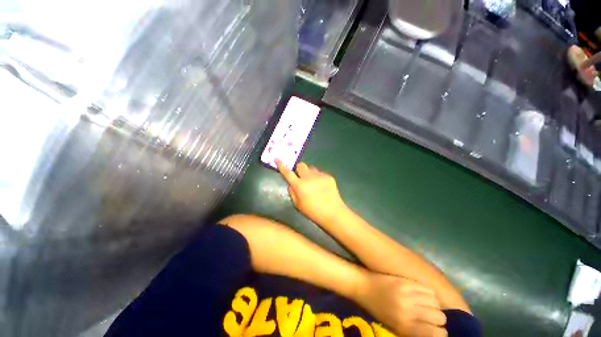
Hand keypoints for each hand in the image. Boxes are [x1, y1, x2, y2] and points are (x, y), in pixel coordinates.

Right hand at [276, 159, 346, 223]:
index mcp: (299, 186)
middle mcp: (309, 177)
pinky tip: (322, 187)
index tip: (277, 159)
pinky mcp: (329, 177)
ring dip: (309, 173)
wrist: (333, 213)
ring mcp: (320, 176)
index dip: (281, 165)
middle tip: (300, 177)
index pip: (287, 173)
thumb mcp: (297, 205)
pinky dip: (318, 178)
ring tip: (313, 183)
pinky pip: (320, 173)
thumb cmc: (313, 212)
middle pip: (301, 165)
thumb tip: (291, 184)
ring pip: (311, 168)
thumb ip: (292, 192)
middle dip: (299, 169)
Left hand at [356, 273, 447, 336]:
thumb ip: (412, 328)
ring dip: (435, 307)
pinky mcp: (411, 283)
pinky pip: (430, 291)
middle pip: (439, 317)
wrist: (365, 288)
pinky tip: (424, 297)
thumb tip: (432, 330)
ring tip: (428, 307)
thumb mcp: (393, 326)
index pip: (431, 333)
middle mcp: (409, 312)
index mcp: (402, 325)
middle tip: (435, 320)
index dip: (440, 334)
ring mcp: (410, 296)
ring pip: (436, 303)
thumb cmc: (378, 312)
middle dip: (439, 320)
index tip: (441, 334)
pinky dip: (430, 295)